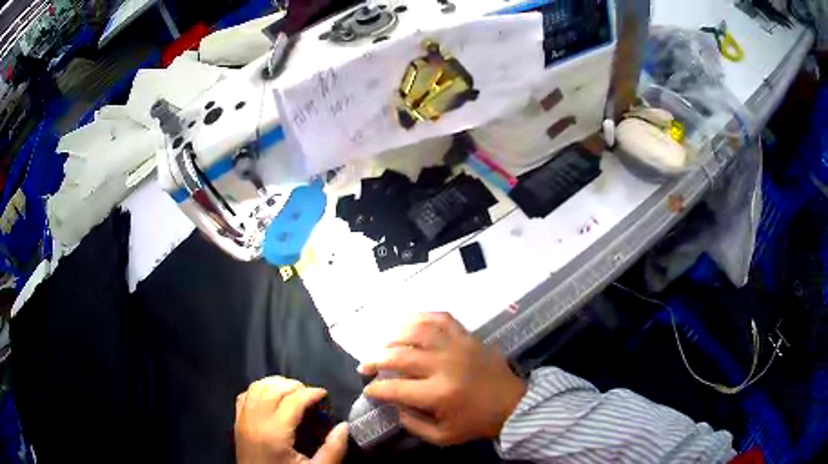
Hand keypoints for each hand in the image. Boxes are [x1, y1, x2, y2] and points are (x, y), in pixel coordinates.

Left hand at [235, 376, 348, 463]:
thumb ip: (333, 450)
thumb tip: (344, 426)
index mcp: (275, 433)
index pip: (292, 400)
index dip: (310, 393)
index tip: (325, 394)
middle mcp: (255, 421)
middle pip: (273, 389)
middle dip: (294, 385)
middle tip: (310, 394)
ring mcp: (243, 420)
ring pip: (257, 387)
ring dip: (276, 384)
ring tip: (292, 391)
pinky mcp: (237, 422)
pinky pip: (245, 395)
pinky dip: (259, 389)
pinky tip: (271, 397)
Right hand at [359, 313, 526, 445]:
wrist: (512, 404)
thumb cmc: (476, 423)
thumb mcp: (442, 436)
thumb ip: (413, 424)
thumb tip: (394, 405)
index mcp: (438, 394)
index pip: (395, 388)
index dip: (375, 389)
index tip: (368, 389)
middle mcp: (444, 365)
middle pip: (399, 355)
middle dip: (375, 360)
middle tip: (366, 366)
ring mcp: (457, 346)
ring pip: (417, 331)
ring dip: (394, 336)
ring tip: (384, 345)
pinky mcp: (467, 336)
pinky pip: (441, 318)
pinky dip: (422, 317)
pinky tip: (410, 323)